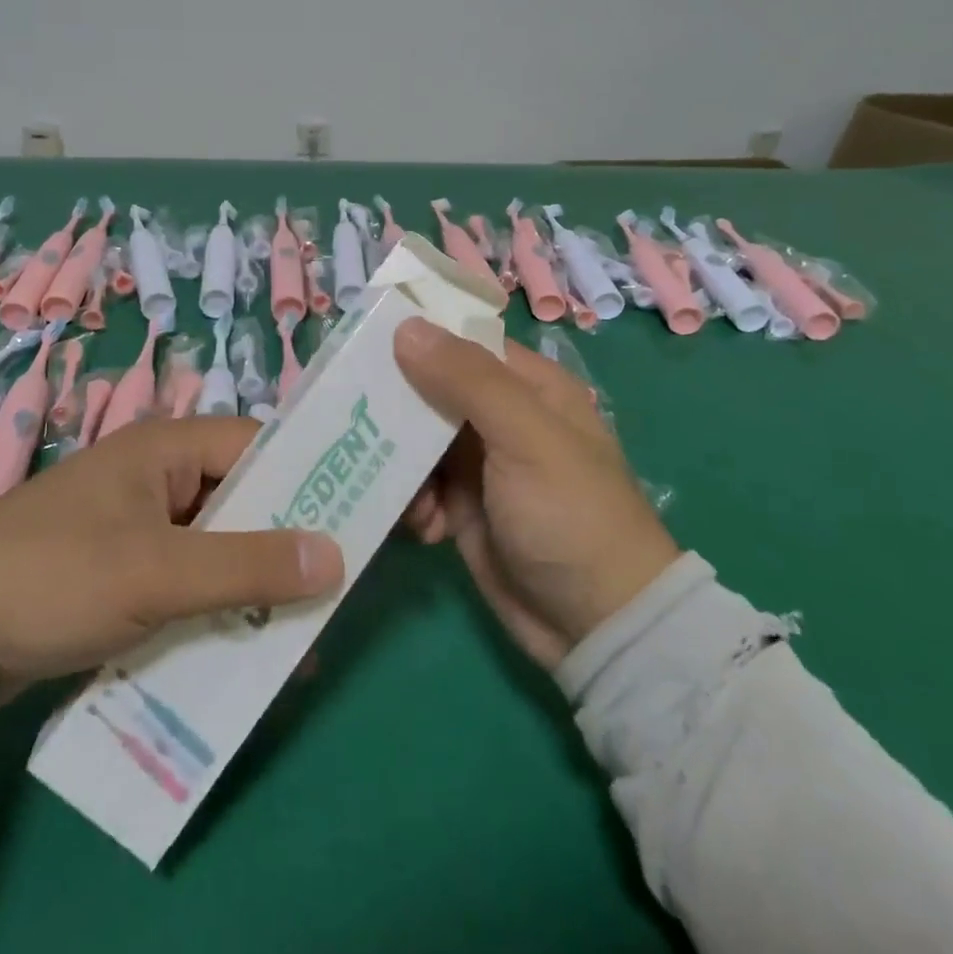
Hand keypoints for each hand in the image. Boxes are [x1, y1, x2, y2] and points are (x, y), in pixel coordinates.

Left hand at [0, 417, 343, 693]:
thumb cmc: (57, 576)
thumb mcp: (158, 572)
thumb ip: (248, 564)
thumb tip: (338, 557)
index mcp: (167, 446)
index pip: (259, 447)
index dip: (310, 478)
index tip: (356, 520)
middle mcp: (160, 473)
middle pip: (243, 498)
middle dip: (286, 543)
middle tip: (335, 586)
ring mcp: (141, 521)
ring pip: (219, 542)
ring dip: (253, 582)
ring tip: (300, 629)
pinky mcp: (126, 565)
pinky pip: (189, 575)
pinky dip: (216, 602)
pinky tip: (243, 644)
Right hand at [394, 319, 679, 668]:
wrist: (597, 627)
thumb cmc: (570, 515)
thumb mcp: (525, 437)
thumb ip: (468, 380)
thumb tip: (407, 326)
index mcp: (527, 386)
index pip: (462, 341)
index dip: (416, 336)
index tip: (363, 338)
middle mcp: (501, 417)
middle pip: (431, 389)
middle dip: (396, 405)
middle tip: (355, 415)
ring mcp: (480, 463)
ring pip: (417, 439)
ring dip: (400, 462)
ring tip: (401, 489)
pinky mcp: (463, 507)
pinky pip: (418, 486)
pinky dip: (412, 503)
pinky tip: (424, 528)